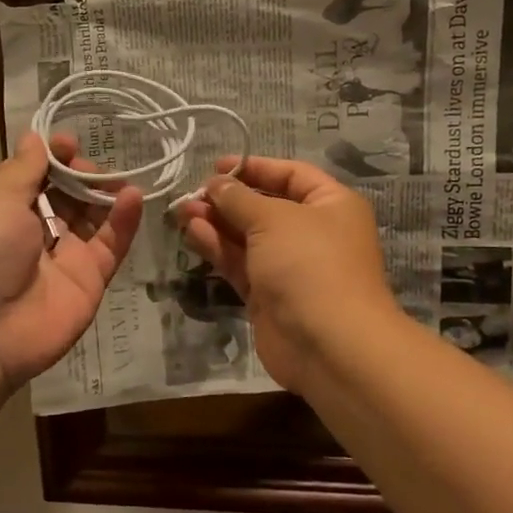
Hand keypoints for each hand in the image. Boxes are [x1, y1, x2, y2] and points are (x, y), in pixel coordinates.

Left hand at [0, 132, 142, 391]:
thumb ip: (22, 169)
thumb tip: (34, 137)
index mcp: (4, 207)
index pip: (36, 174)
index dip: (54, 157)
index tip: (70, 143)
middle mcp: (35, 229)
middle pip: (68, 192)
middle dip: (82, 174)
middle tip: (93, 168)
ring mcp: (64, 254)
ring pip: (93, 215)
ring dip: (106, 193)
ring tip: (119, 179)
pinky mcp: (90, 278)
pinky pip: (111, 243)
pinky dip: (124, 220)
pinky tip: (132, 197)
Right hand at [173, 156, 397, 392]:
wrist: (329, 346)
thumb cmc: (309, 264)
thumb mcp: (272, 219)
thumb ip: (238, 198)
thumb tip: (216, 183)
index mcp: (330, 205)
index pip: (291, 174)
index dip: (255, 168)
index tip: (217, 166)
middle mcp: (313, 232)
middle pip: (265, 206)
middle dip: (228, 199)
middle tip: (193, 193)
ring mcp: (290, 266)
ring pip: (247, 236)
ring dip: (216, 222)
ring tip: (182, 211)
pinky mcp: (268, 295)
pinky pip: (240, 263)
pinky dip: (218, 248)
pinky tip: (192, 232)